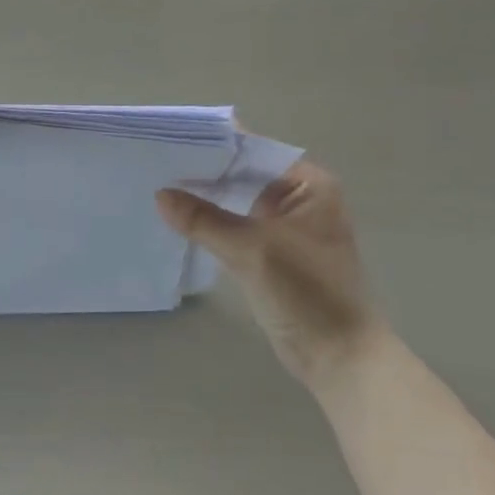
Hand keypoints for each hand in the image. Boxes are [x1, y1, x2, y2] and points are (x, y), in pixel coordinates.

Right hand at [156, 160, 385, 390]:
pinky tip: (178, 219)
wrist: (338, 356)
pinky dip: (211, 222)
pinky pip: (235, 225)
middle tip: (156, 161)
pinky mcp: (272, 252)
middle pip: (243, 173)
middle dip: (204, 170)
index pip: (254, 150)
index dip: (214, 144)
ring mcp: (286, 226)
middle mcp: (300, 198)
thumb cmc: (306, 292)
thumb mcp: (251, 249)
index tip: (172, 138)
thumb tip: (160, 195)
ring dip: (205, 197)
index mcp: (309, 184)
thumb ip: (203, 219)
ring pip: (237, 200)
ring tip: (159, 184)